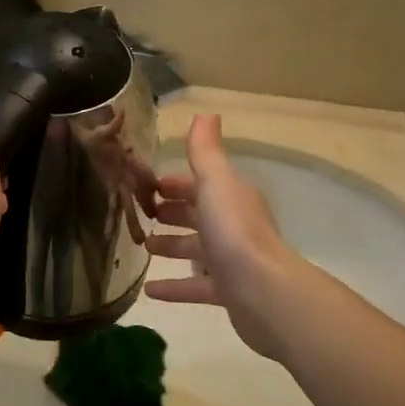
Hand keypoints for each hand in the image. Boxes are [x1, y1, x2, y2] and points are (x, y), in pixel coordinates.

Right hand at [145, 114, 303, 361]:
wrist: (263, 291)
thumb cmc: (233, 230)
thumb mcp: (214, 182)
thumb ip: (204, 151)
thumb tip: (206, 113)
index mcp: (230, 197)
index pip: (200, 184)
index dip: (176, 183)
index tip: (147, 186)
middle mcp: (233, 225)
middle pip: (198, 215)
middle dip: (172, 212)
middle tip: (141, 214)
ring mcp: (231, 260)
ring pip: (196, 249)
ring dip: (170, 247)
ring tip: (142, 247)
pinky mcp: (227, 292)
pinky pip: (195, 285)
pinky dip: (173, 287)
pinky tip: (148, 290)